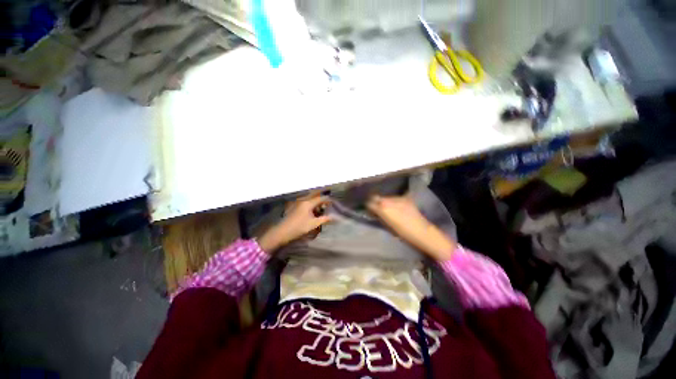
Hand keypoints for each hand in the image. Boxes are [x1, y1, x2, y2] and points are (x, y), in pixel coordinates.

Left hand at [258, 193, 332, 253]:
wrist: (282, 232)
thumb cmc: (299, 227)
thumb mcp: (313, 224)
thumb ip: (325, 219)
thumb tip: (335, 217)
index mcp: (308, 203)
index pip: (321, 198)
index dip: (328, 200)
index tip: (334, 203)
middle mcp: (303, 200)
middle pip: (315, 195)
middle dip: (322, 198)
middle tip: (328, 203)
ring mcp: (298, 203)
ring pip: (310, 198)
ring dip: (316, 201)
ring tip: (322, 208)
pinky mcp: (295, 206)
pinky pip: (306, 202)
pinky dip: (311, 204)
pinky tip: (313, 211)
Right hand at [367, 195, 455, 260]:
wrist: (421, 232)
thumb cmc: (402, 233)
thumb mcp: (387, 225)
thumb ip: (379, 216)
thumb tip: (373, 212)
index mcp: (382, 208)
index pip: (369, 203)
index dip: (367, 206)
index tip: (368, 208)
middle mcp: (388, 200)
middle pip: (376, 197)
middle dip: (374, 201)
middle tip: (375, 206)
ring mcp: (397, 198)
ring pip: (386, 196)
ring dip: (384, 200)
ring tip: (387, 205)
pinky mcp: (405, 198)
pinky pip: (396, 197)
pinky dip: (394, 200)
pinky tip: (396, 205)